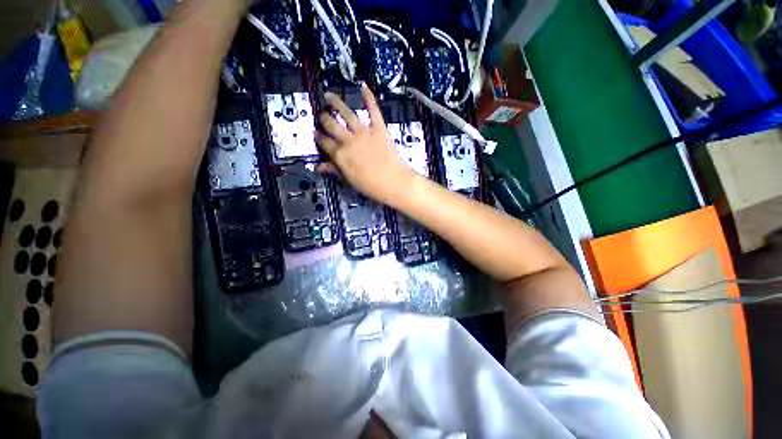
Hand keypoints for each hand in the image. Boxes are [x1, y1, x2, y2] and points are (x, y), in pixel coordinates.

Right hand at [315, 83, 416, 205]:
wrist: (392, 181)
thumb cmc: (370, 185)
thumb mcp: (350, 179)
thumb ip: (335, 170)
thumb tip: (319, 167)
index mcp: (340, 154)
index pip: (324, 142)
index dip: (318, 137)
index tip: (315, 132)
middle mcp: (349, 140)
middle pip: (332, 125)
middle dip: (324, 118)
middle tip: (322, 114)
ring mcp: (364, 132)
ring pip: (346, 114)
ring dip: (336, 103)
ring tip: (329, 96)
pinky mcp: (378, 128)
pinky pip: (373, 110)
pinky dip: (368, 97)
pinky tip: (363, 86)